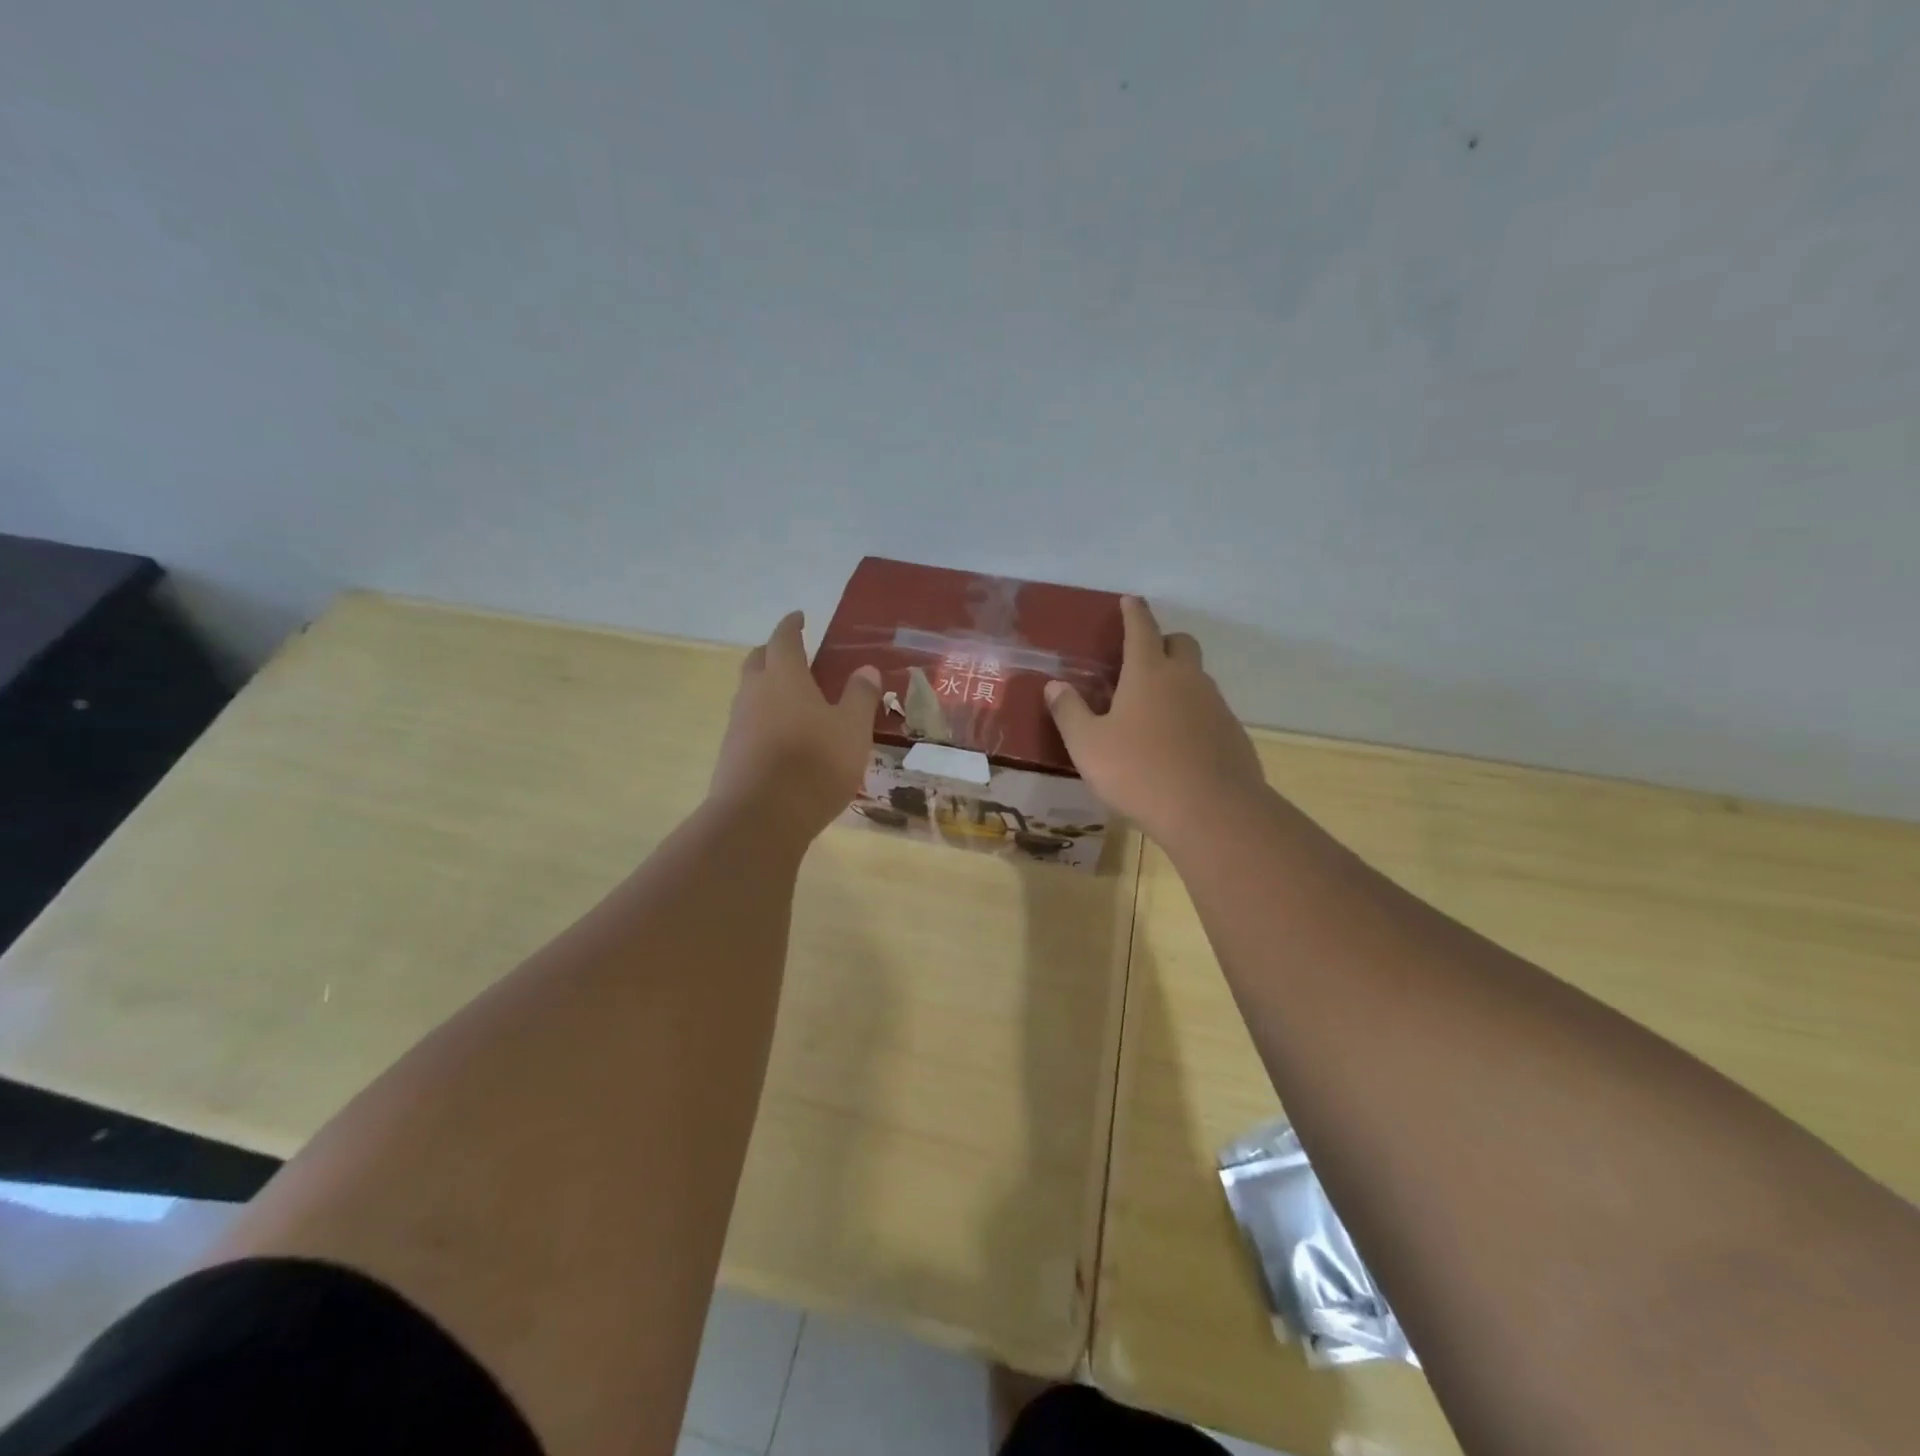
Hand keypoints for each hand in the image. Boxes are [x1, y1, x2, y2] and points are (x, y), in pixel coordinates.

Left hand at [708, 611, 880, 839]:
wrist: (760, 817)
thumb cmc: (815, 764)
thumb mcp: (852, 729)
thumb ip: (860, 697)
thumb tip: (866, 669)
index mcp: (784, 677)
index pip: (784, 639)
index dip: (792, 625)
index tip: (799, 617)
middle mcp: (754, 693)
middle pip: (757, 661)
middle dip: (773, 652)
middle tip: (792, 654)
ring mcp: (738, 724)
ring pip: (750, 693)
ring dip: (766, 687)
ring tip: (791, 698)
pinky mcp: (731, 753)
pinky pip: (748, 722)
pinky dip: (763, 718)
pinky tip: (781, 737)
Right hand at [1045, 597, 1265, 845]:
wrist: (1211, 812)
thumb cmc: (1139, 772)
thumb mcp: (1088, 746)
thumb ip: (1069, 712)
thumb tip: (1054, 685)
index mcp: (1149, 672)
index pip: (1141, 628)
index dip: (1133, 612)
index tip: (1130, 601)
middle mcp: (1186, 679)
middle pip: (1181, 643)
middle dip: (1163, 643)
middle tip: (1142, 662)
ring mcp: (1215, 705)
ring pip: (1197, 679)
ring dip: (1178, 682)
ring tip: (1154, 712)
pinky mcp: (1232, 733)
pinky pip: (1210, 711)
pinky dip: (1193, 716)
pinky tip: (1179, 746)